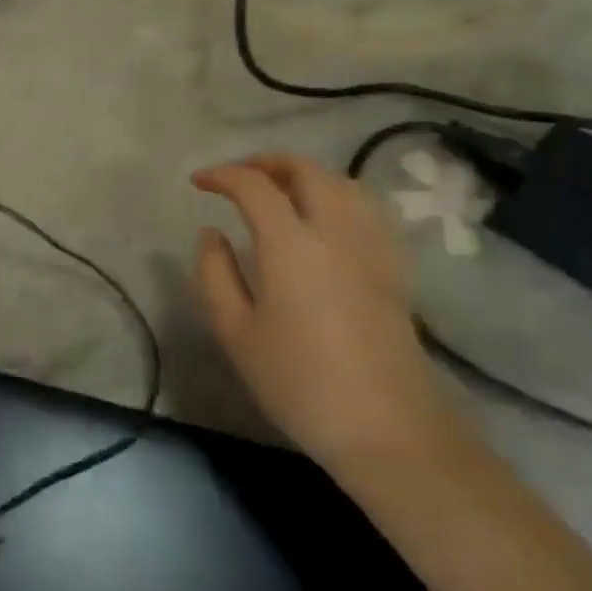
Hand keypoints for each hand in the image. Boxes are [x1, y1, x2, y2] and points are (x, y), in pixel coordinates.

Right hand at [191, 154, 460, 474]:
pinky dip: (337, 195)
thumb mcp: (235, 332)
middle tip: (238, 176)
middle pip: (307, 170)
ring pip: (342, 183)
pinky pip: (365, 208)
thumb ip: (215, 274)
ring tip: (278, 190)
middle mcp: (336, 231)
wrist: (386, 428)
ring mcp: (372, 247)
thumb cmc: (299, 382)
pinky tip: (322, 218)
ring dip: (305, 174)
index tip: (198, 183)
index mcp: (292, 245)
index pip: (254, 186)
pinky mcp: (393, 267)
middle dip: (267, 162)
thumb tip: (211, 234)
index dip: (223, 175)